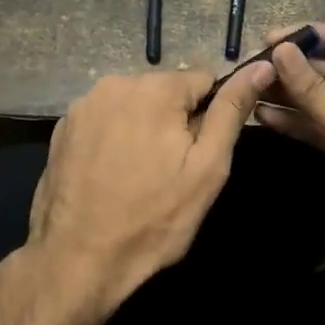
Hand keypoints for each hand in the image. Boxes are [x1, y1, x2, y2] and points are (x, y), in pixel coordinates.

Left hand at [24, 63, 274, 317]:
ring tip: (140, 175)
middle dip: (174, 122)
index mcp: (155, 87)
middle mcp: (115, 83)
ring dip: (143, 128)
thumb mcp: (208, 167)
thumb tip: (261, 66)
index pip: (203, 81)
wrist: (78, 259)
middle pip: (165, 91)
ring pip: (134, 105)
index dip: (209, 117)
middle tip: (171, 171)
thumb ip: (232, 110)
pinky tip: (111, 174)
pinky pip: (104, 120)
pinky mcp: (62, 127)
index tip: (199, 154)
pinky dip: (114, 138)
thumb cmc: (154, 217)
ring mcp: (83, 105)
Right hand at [257, 22, 324, 285]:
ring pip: (321, 101)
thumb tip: (280, 51)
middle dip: (294, 69)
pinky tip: (263, 116)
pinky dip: (295, 122)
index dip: (309, 38)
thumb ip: (316, 92)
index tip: (268, 36)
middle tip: (251, 65)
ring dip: (289, 95)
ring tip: (249, 88)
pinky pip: (318, 127)